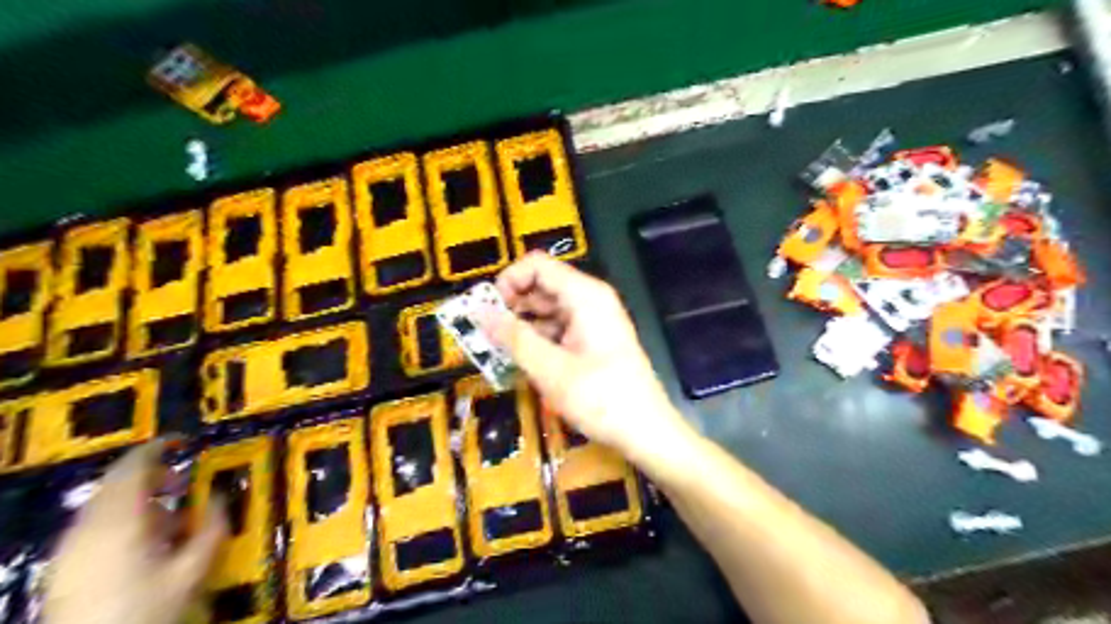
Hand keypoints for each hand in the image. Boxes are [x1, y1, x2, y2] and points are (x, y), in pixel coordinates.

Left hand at [46, 441, 229, 622]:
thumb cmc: (144, 609)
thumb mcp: (190, 572)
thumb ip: (211, 531)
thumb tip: (224, 498)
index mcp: (121, 521)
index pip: (133, 468)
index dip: (157, 449)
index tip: (182, 441)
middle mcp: (90, 526)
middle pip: (116, 482)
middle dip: (152, 475)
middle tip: (182, 483)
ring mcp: (71, 545)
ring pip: (105, 503)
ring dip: (138, 499)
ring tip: (169, 519)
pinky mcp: (63, 563)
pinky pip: (95, 523)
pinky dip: (122, 518)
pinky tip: (142, 543)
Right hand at [484, 252, 692, 463]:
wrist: (647, 431)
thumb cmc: (601, 399)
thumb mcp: (550, 369)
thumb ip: (513, 338)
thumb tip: (478, 312)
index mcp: (585, 295)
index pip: (537, 265)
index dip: (508, 281)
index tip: (487, 312)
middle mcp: (591, 300)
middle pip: (542, 285)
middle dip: (512, 306)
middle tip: (486, 335)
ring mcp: (594, 320)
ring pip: (548, 309)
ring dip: (523, 326)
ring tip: (499, 351)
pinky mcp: (594, 340)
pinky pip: (560, 328)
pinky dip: (539, 340)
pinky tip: (523, 361)